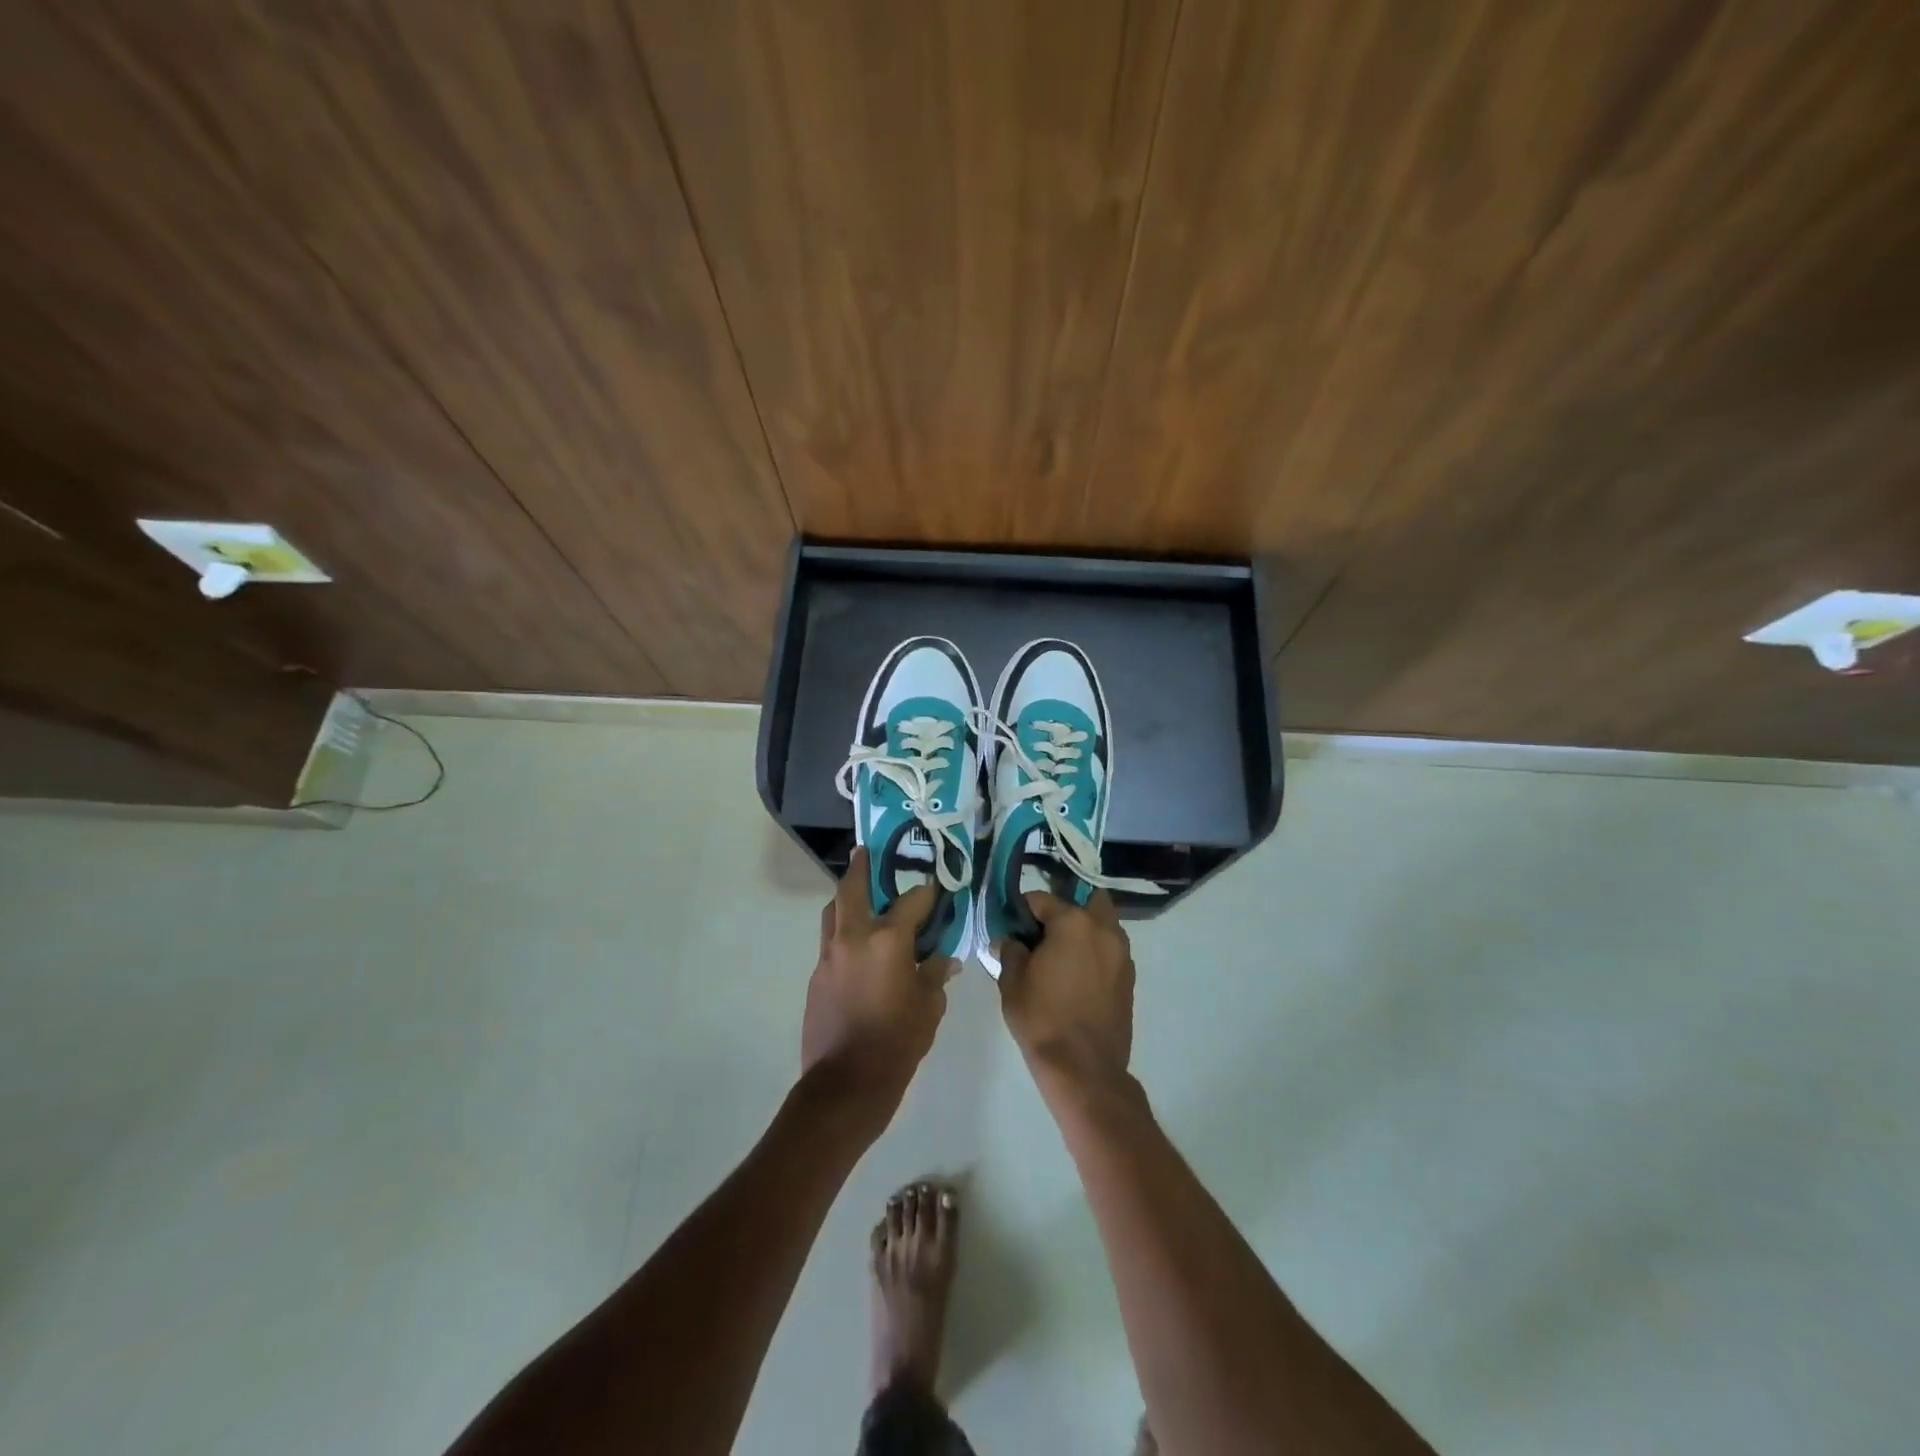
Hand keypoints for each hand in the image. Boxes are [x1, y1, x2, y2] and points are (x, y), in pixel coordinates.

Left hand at [801, 848, 954, 1122]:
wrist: (845, 1084)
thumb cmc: (897, 1043)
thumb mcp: (929, 1008)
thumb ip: (935, 975)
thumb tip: (943, 959)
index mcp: (888, 941)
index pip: (912, 901)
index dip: (927, 892)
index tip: (936, 887)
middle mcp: (854, 938)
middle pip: (852, 889)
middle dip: (860, 867)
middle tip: (866, 852)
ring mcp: (829, 956)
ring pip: (833, 913)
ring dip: (845, 898)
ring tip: (859, 895)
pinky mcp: (816, 976)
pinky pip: (830, 942)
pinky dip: (843, 933)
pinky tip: (858, 948)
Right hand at [995, 891, 1134, 1089]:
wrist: (1084, 1068)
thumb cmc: (1042, 1018)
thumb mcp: (1012, 982)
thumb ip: (1010, 951)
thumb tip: (1010, 940)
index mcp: (1073, 923)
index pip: (1042, 899)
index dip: (1022, 909)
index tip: (1011, 924)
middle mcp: (1103, 929)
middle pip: (1085, 901)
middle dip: (1065, 909)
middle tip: (1044, 932)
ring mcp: (1121, 953)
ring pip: (1103, 924)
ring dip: (1084, 929)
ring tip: (1061, 954)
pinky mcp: (1129, 977)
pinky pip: (1110, 950)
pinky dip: (1095, 952)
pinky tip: (1077, 974)